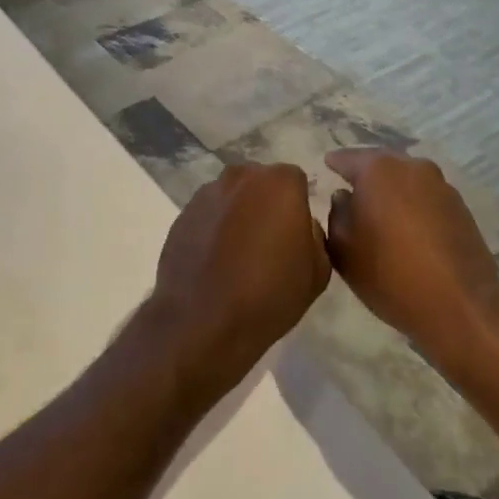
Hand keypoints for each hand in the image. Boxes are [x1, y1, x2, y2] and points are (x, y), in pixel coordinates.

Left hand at [145, 163, 329, 401]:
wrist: (202, 321)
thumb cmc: (269, 295)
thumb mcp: (317, 272)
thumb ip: (315, 235)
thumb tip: (301, 225)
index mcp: (279, 183)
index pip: (296, 182)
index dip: (298, 208)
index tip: (294, 236)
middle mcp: (241, 177)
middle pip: (261, 183)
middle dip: (267, 204)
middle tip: (268, 243)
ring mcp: (207, 193)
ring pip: (232, 197)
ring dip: (238, 215)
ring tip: (238, 255)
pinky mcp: (182, 214)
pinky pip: (208, 214)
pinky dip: (213, 229)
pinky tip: (214, 261)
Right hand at [324, 149, 498, 369]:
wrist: (460, 308)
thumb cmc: (389, 275)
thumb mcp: (343, 249)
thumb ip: (337, 214)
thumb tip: (345, 197)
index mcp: (379, 169)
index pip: (348, 158)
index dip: (335, 163)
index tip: (326, 166)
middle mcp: (412, 167)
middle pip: (381, 164)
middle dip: (365, 175)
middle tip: (350, 189)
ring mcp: (442, 186)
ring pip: (406, 180)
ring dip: (392, 191)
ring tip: (379, 211)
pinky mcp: (461, 209)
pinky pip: (426, 198)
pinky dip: (413, 206)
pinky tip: (406, 228)